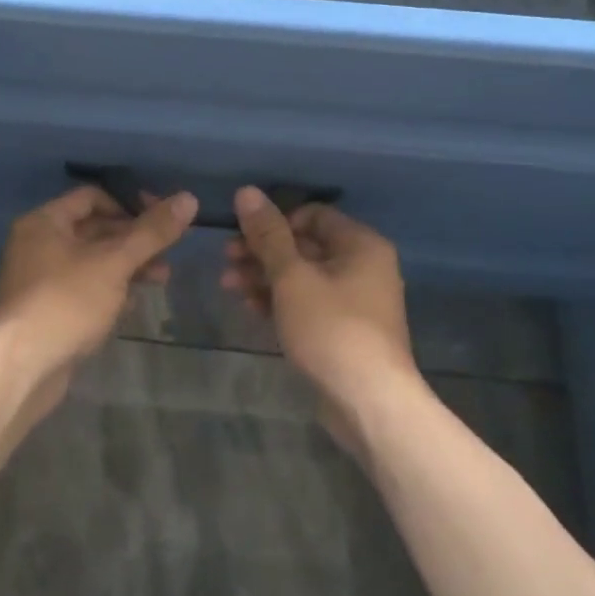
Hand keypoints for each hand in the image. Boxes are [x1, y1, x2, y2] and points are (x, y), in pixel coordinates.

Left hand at [0, 184, 197, 404]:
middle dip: (134, 240)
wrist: (22, 368)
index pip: (93, 197)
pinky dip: (110, 290)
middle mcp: (38, 244)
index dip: (129, 204)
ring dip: (127, 266)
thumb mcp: (115, 262)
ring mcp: (41, 279)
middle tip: (168, 253)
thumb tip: (188, 198)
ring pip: (92, 261)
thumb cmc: (67, 302)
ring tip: (161, 278)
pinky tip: (133, 304)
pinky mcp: (47, 310)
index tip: (162, 220)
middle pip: (94, 229)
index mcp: (45, 222)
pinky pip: (84, 288)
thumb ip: (151, 232)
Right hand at [222, 188, 421, 443]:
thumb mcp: (292, 276)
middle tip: (225, 260)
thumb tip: (246, 192)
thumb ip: (268, 235)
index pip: (312, 214)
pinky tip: (250, 307)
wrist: (369, 403)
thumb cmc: (331, 329)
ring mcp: (354, 301)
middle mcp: (362, 266)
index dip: (275, 221)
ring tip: (229, 286)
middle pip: (304, 245)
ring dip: (264, 276)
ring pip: (301, 276)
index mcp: (360, 244)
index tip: (243, 235)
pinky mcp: (343, 330)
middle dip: (262, 251)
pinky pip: (307, 303)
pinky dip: (279, 301)